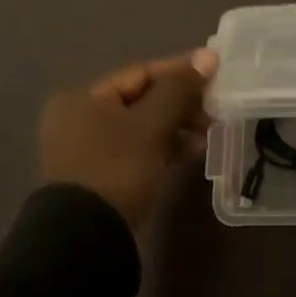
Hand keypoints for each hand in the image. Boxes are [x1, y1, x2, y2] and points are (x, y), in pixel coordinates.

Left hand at [39, 50, 215, 230]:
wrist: (84, 240)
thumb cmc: (116, 168)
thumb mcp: (151, 124)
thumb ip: (178, 89)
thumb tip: (207, 56)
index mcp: (83, 97)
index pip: (141, 73)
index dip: (180, 70)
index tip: (215, 72)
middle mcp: (80, 118)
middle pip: (142, 99)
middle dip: (181, 103)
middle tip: (215, 110)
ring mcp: (88, 149)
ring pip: (142, 127)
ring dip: (176, 127)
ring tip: (208, 134)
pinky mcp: (100, 176)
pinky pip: (138, 150)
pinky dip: (164, 148)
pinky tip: (191, 153)